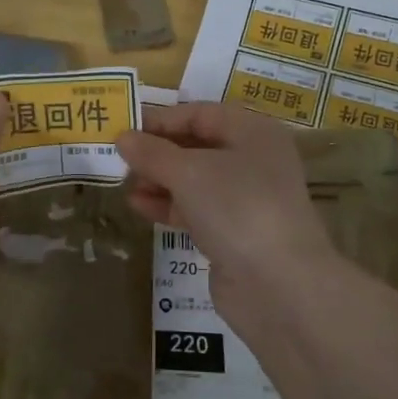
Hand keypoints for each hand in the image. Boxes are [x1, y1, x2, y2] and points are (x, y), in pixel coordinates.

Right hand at [116, 101, 340, 323]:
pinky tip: (138, 206)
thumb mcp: (188, 172)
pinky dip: (168, 205)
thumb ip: (152, 152)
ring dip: (159, 179)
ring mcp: (246, 199)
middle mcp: (254, 161)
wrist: (278, 284)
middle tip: (119, 157)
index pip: (200, 114)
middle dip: (158, 151)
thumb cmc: (237, 207)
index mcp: (253, 133)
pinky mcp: (235, 233)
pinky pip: (196, 209)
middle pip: (198, 146)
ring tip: (123, 182)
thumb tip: (123, 137)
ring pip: (194, 180)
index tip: (124, 127)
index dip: (161, 119)